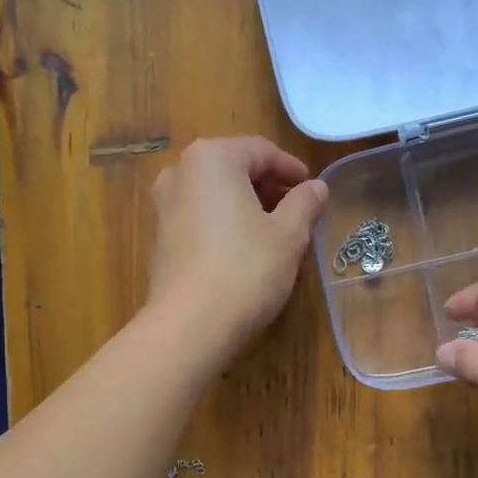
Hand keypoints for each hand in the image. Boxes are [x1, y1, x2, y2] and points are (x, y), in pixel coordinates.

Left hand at [146, 136, 327, 361]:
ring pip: (215, 195)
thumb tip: (317, 187)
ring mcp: (164, 206)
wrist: (190, 326)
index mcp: (212, 158)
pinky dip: (224, 225)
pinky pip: (199, 219)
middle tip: (297, 213)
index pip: (261, 151)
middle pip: (234, 170)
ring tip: (274, 234)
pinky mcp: (160, 239)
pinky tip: (243, 252)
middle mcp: (180, 173)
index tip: (312, 191)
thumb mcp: (289, 236)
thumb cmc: (246, 270)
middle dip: (267, 188)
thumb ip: (305, 204)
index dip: (292, 170)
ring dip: (245, 207)